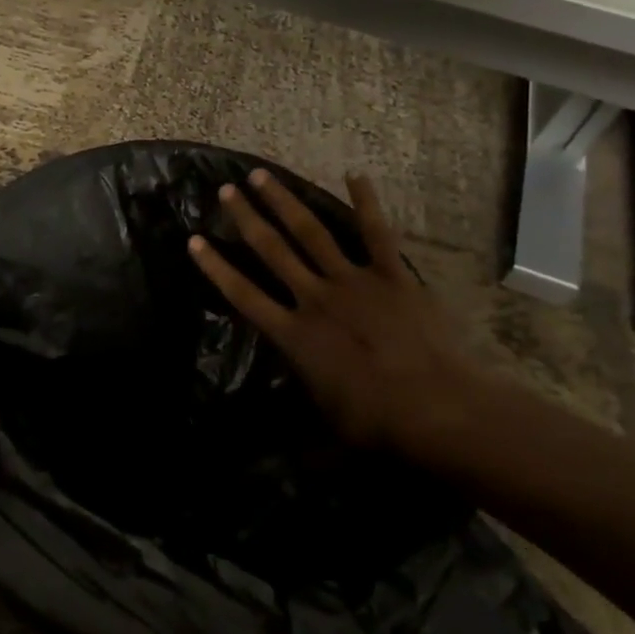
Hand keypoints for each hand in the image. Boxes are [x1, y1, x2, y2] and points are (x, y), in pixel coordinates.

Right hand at [188, 169, 472, 450]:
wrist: (440, 410)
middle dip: (245, 218)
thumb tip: (281, 459)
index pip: (242, 294)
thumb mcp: (327, 432)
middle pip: (271, 250)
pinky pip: (376, 233)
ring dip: (283, 202)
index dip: (215, 267)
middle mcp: (314, 299)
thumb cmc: (378, 425)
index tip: (194, 240)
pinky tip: (355, 174)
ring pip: (310, 232)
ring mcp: (353, 282)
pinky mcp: (392, 276)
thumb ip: (300, 428)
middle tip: (225, 190)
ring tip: (262, 176)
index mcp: (293, 335)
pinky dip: (366, 203)